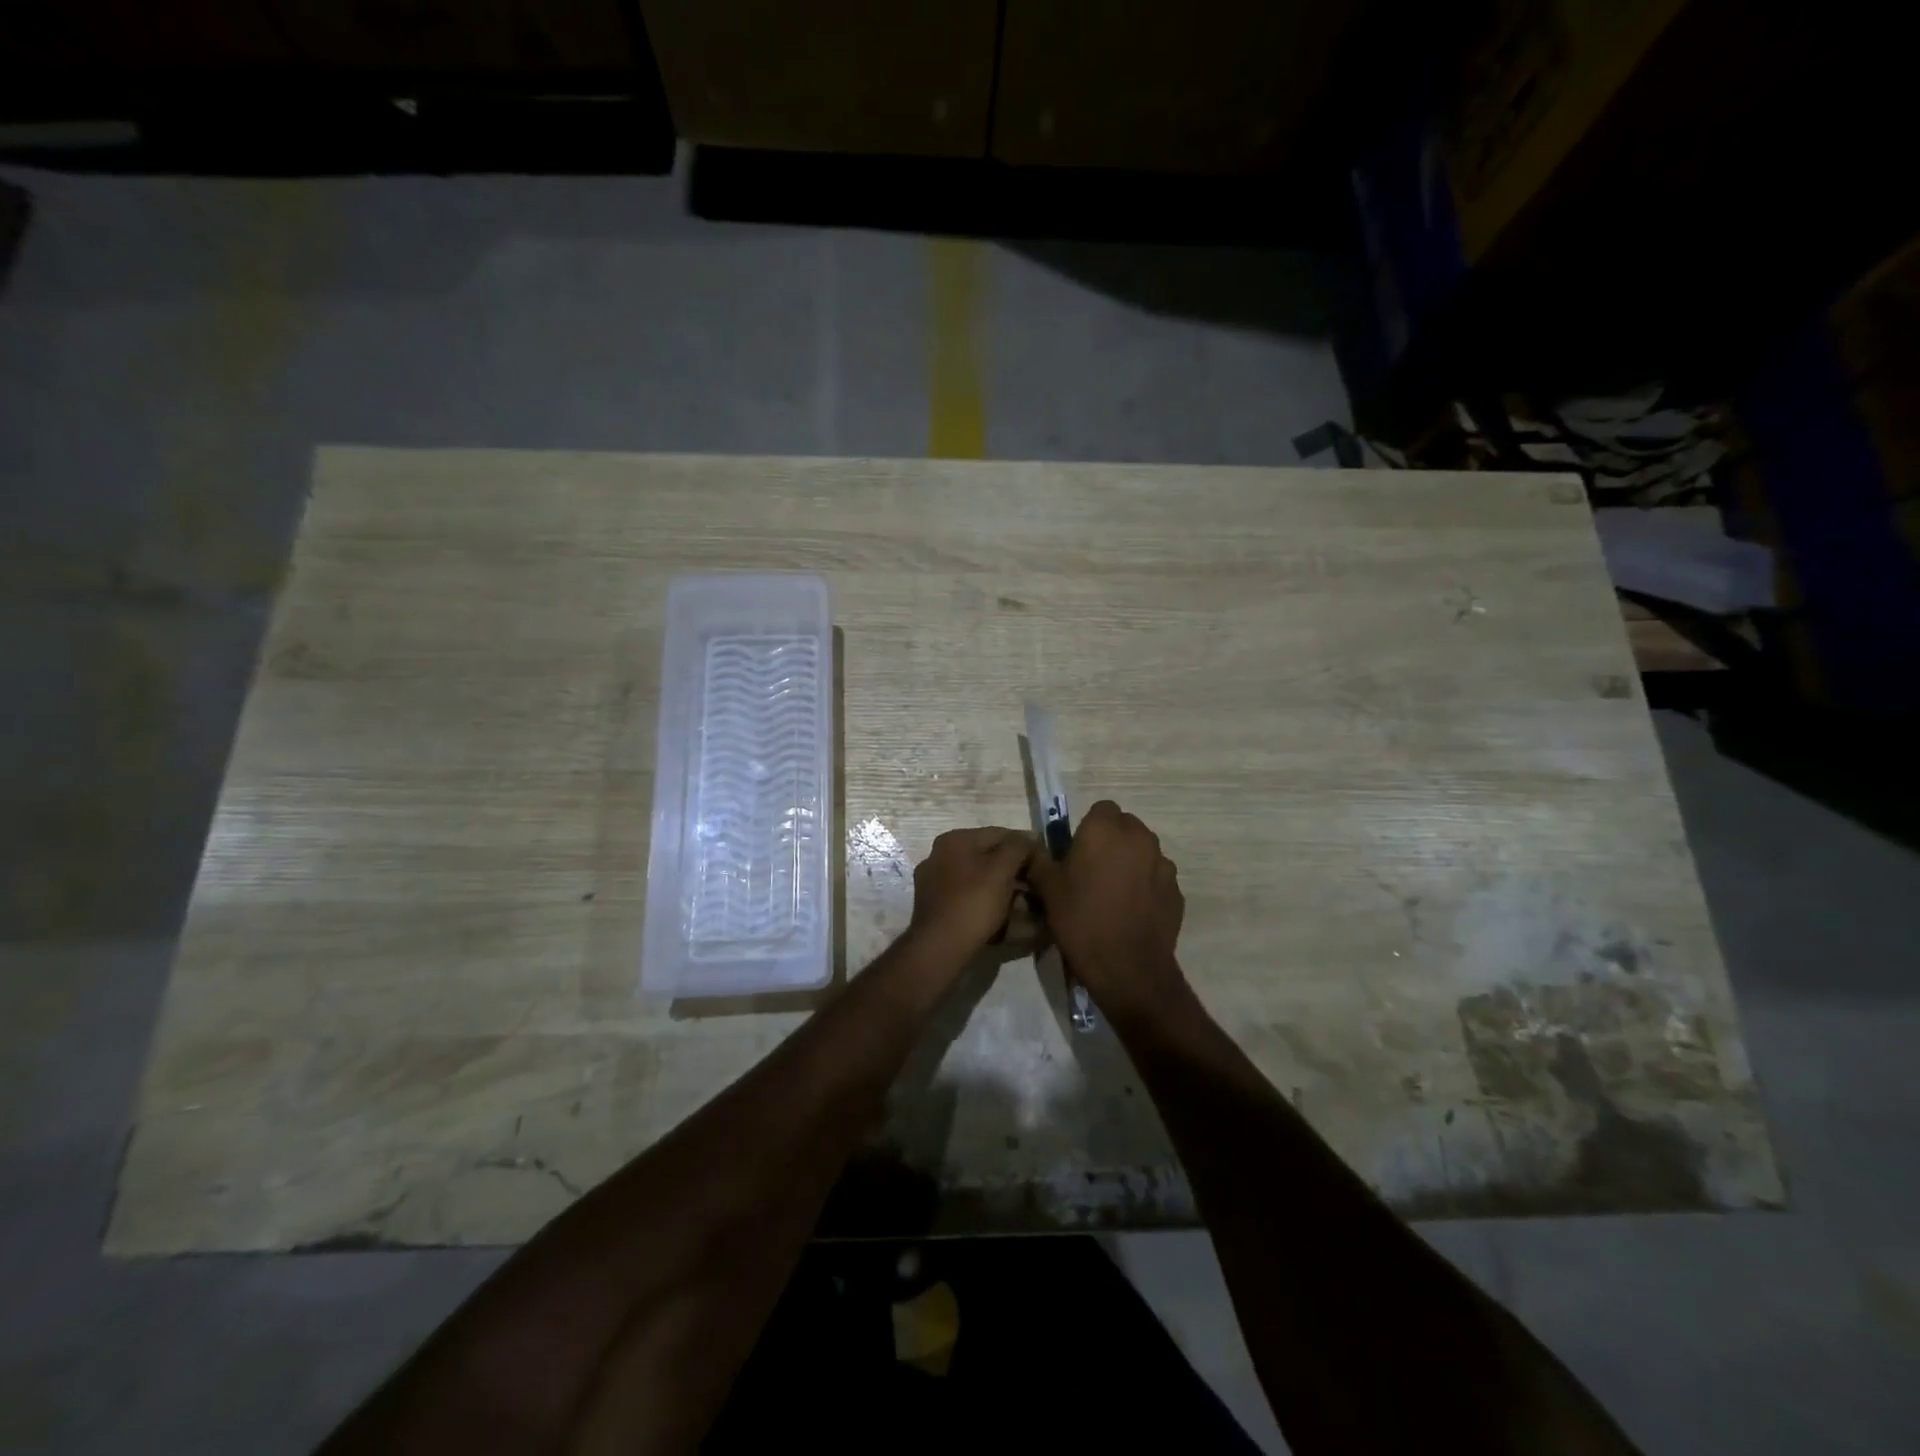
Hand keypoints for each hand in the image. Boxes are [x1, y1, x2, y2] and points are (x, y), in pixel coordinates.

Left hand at [906, 827, 1033, 963]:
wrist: (940, 948)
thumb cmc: (973, 902)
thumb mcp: (1002, 870)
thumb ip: (1019, 847)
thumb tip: (1031, 837)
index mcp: (954, 840)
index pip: (999, 834)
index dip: (1026, 846)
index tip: (1046, 861)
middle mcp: (940, 856)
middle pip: (988, 857)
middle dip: (1015, 871)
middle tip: (1038, 886)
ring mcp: (935, 883)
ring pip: (980, 880)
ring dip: (1004, 889)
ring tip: (1027, 904)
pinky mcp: (937, 907)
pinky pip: (970, 898)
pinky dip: (989, 903)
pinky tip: (1006, 917)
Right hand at [1023, 801, 1186, 1018]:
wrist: (1128, 968)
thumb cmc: (1081, 920)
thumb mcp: (1047, 889)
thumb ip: (1038, 860)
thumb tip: (1029, 847)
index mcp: (1105, 829)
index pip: (1101, 808)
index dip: (1088, 827)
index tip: (1076, 852)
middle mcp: (1139, 838)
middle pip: (1125, 826)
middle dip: (1111, 841)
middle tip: (1092, 871)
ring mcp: (1163, 864)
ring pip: (1143, 851)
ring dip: (1130, 862)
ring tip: (1113, 893)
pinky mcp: (1177, 890)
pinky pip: (1157, 877)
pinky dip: (1146, 886)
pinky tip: (1131, 911)